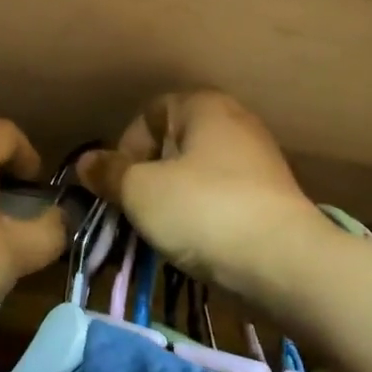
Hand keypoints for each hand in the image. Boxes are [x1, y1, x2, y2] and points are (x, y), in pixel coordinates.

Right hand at [79, 91, 335, 303]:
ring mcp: (259, 160)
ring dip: (172, 199)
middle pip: (172, 144)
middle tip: (135, 209)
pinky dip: (202, 215)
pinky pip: (221, 197)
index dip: (126, 146)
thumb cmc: (203, 211)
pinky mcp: (272, 197)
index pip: (148, 113)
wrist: (286, 264)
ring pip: (196, 174)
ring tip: (161, 232)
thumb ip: (109, 173)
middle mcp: (235, 122)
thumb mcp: (140, 191)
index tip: (120, 184)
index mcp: (204, 106)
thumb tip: (85, 161)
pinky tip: (195, 242)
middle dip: (147, 176)